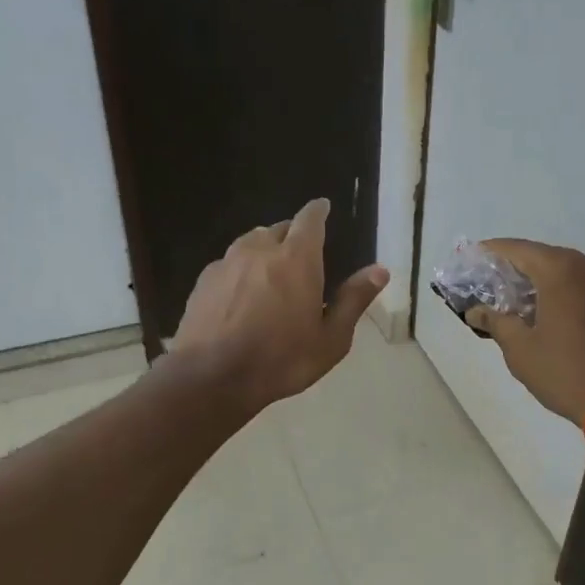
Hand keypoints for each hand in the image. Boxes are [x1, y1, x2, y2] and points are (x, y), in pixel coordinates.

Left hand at [173, 198, 388, 412]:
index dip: (318, 211)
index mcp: (297, 259)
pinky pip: (229, 263)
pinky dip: (241, 269)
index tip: (323, 207)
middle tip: (303, 253)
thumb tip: (380, 270)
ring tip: (272, 270)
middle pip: (280, 228)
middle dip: (293, 233)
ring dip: (265, 248)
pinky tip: (241, 293)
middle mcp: (260, 249)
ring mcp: (227, 262)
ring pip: (251, 242)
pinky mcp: (204, 280)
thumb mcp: (331, 339)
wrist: (211, 377)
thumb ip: (354, 300)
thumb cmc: (281, 360)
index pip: (309, 220)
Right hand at [463, 239, 584, 424]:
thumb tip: (476, 311)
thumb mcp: (521, 351)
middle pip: (546, 259)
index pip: (517, 249)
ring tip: (526, 308)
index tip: (472, 260)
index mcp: (562, 269)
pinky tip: (560, 320)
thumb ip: (496, 322)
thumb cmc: (568, 373)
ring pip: (571, 274)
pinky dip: (571, 297)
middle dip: (519, 271)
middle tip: (495, 288)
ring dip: (547, 285)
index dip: (491, 253)